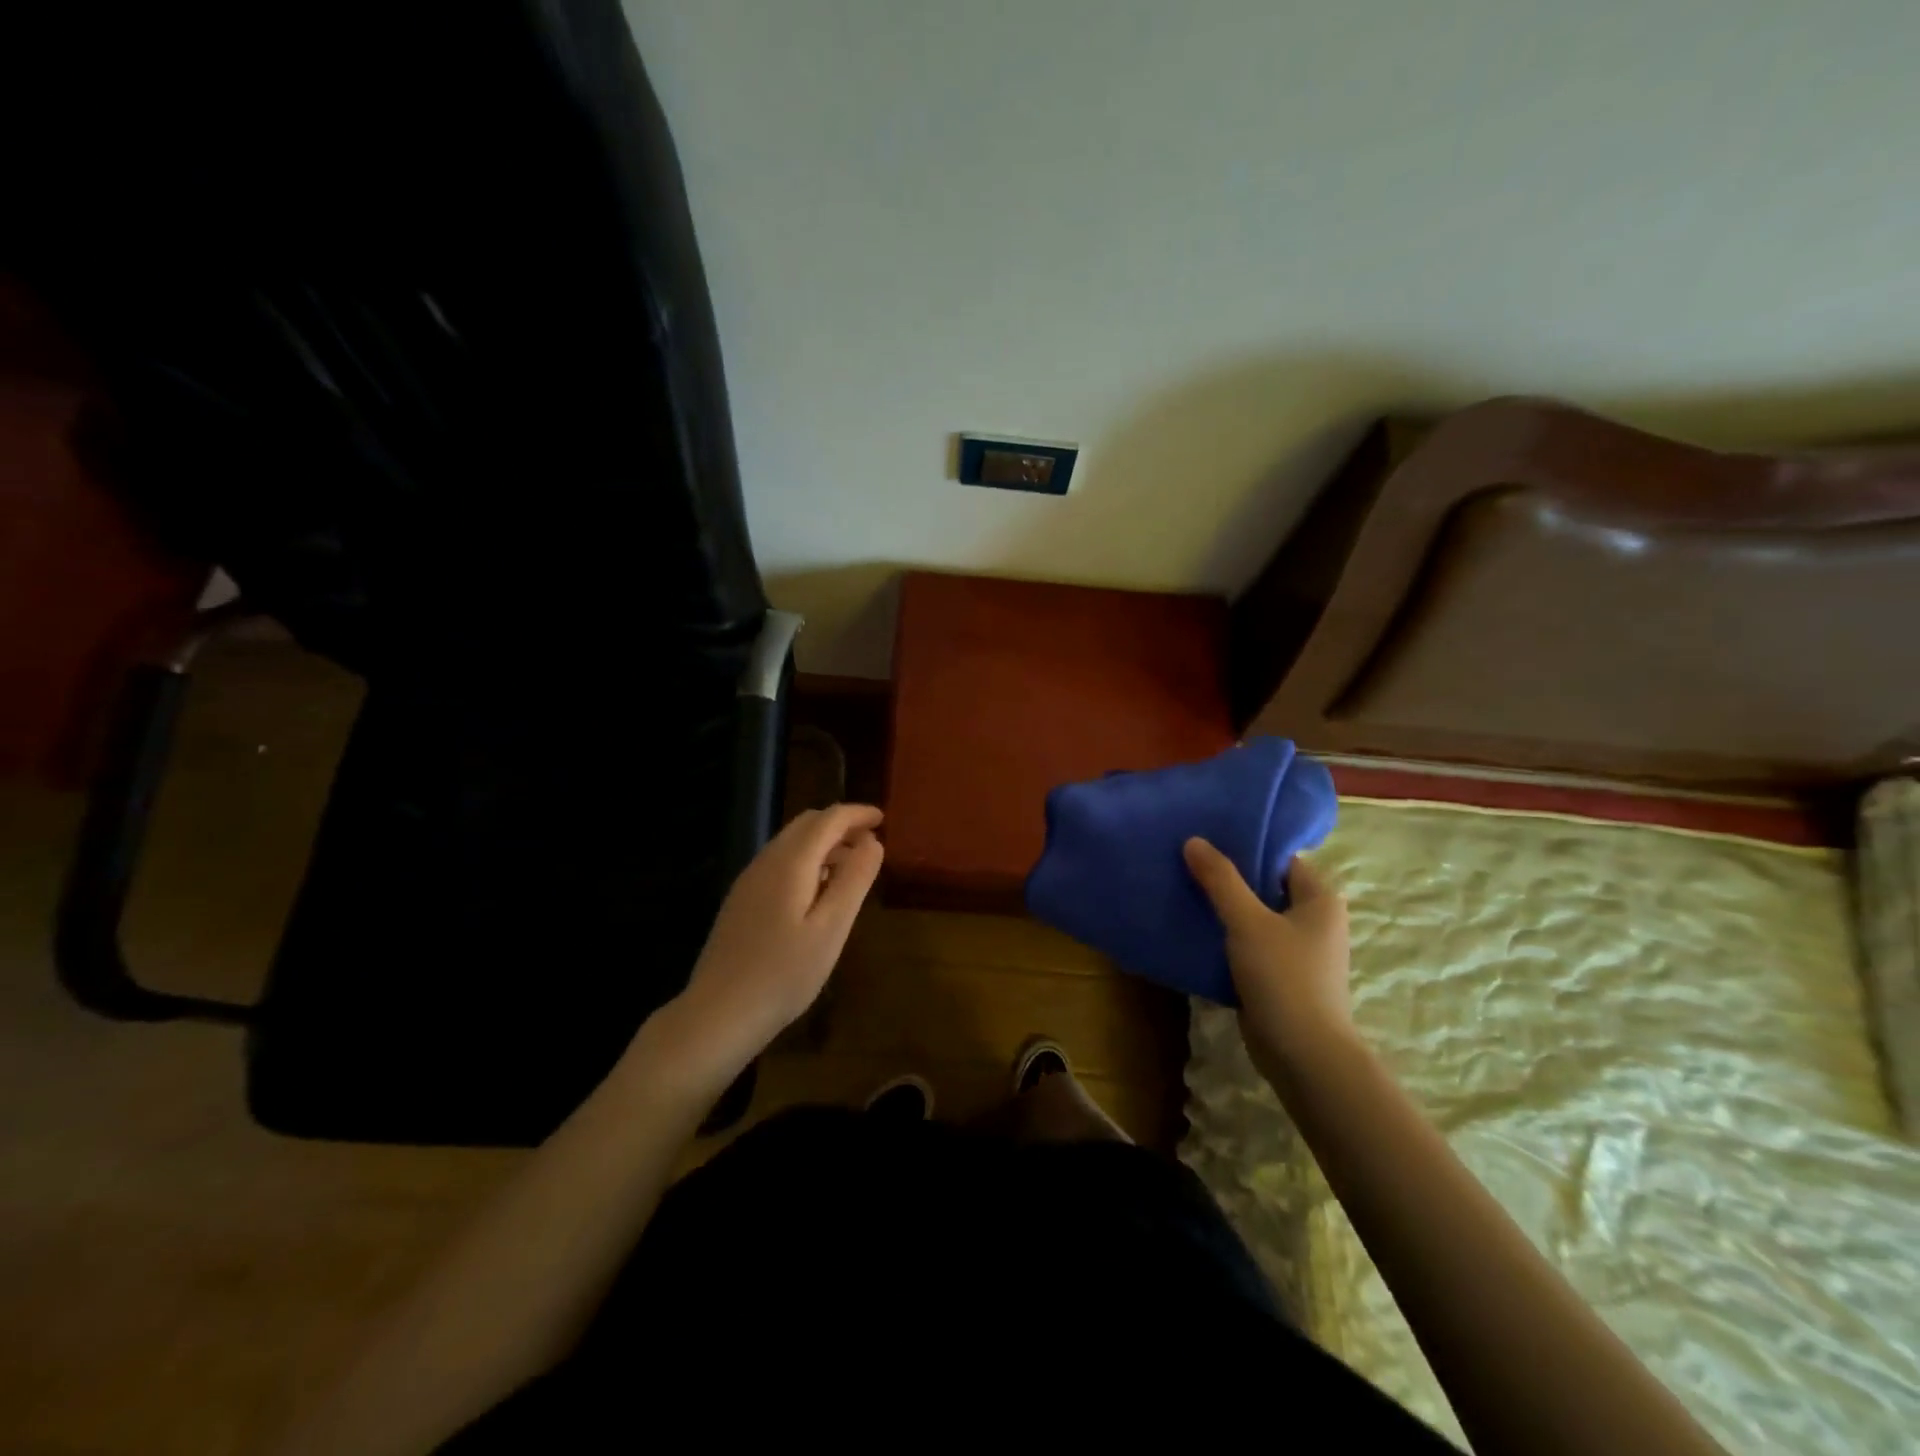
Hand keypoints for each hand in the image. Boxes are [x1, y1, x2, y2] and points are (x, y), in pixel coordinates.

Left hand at [667, 804, 883, 1076]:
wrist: (718, 1014)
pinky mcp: (741, 901)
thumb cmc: (784, 974)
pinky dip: (806, 861)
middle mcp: (766, 861)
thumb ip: (854, 880)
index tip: (883, 819)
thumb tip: (873, 841)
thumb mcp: (832, 928)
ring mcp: (749, 881)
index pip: (828, 820)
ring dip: (823, 843)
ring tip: (851, 867)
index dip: (858, 814)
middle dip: (841, 825)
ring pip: (791, 843)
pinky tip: (818, 891)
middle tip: (871, 842)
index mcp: (790, 862)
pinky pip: (779, 863)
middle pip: (806, 824)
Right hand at [1183, 838, 1354, 1081]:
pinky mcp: (1279, 976)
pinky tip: (1192, 929)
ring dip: (1222, 908)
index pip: (1280, 858)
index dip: (1245, 845)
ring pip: (1253, 917)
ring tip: (1182, 889)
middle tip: (1186, 861)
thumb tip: (1194, 841)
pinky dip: (1224, 937)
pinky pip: (1247, 945)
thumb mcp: (1248, 922)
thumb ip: (1220, 880)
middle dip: (1227, 877)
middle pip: (1264, 886)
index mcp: (1319, 899)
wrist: (1303, 1056)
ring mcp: (1297, 951)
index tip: (1206, 838)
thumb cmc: (1284, 978)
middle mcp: (1313, 920)